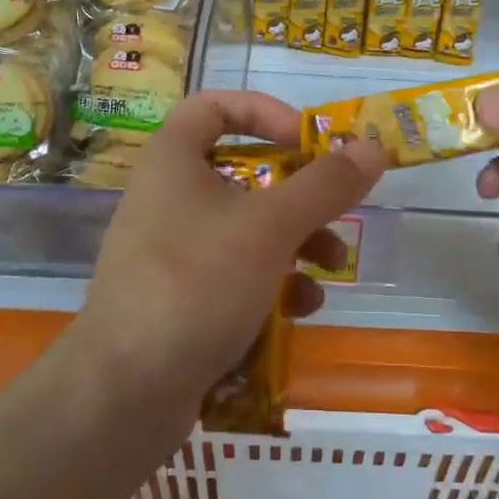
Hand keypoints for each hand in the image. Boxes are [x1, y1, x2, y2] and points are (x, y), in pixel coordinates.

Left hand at [72, 92, 386, 426]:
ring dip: (295, 243)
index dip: (265, 112)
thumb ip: (325, 185)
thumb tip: (373, 147)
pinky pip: (232, 273)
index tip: (307, 140)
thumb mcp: (271, 227)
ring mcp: (170, 251)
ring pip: (244, 228)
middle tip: (337, 210)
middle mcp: (167, 197)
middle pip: (242, 172)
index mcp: (173, 160)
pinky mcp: (178, 298)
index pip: (214, 106)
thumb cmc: (197, 283)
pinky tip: (300, 311)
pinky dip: (270, 283)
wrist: (125, 393)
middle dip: (298, 193)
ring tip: (331, 271)